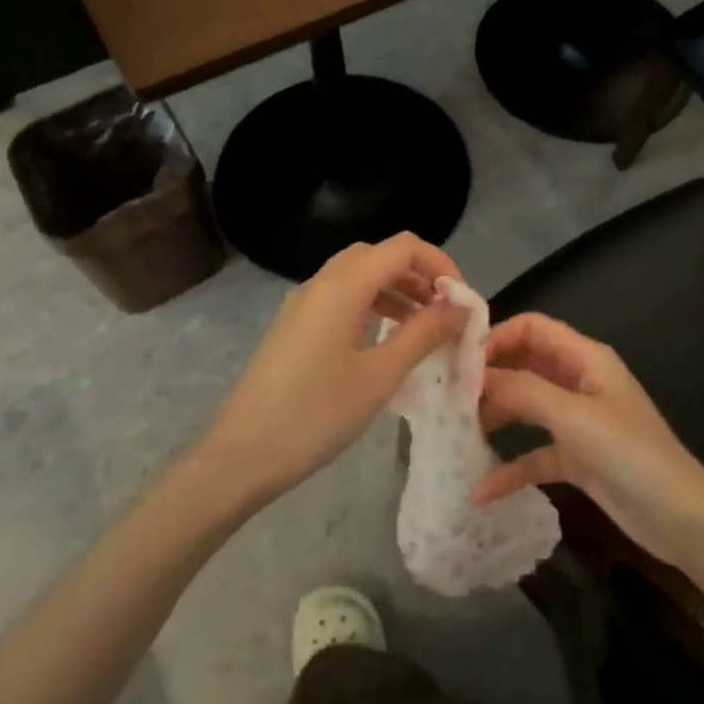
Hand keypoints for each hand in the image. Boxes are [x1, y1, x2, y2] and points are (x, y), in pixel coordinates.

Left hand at [202, 234, 464, 501]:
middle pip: (378, 255)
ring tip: (422, 326)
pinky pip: (340, 298)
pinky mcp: (294, 326)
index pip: (402, 247)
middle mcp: (321, 283)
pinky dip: (370, 305)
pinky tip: (384, 340)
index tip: (461, 300)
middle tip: (444, 310)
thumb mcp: (380, 375)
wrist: (242, 455)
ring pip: (358, 276)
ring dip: (395, 289)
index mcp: (343, 286)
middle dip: (417, 275)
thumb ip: (424, 333)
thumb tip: (461, 306)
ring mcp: (302, 304)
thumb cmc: (317, 414)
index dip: (439, 264)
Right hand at [475, 313, 703, 564]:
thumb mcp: (574, 417)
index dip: (496, 337)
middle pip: (525, 364)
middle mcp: (579, 381)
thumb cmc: (630, 455)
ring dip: (496, 416)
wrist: (682, 520)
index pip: (532, 328)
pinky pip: (535, 453)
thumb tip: (473, 377)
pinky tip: (482, 490)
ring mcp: (578, 421)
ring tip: (457, 433)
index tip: (459, 361)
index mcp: (586, 358)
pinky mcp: (578, 458)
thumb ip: (522, 391)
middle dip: (489, 376)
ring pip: (527, 406)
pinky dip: (511, 468)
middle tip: (449, 396)